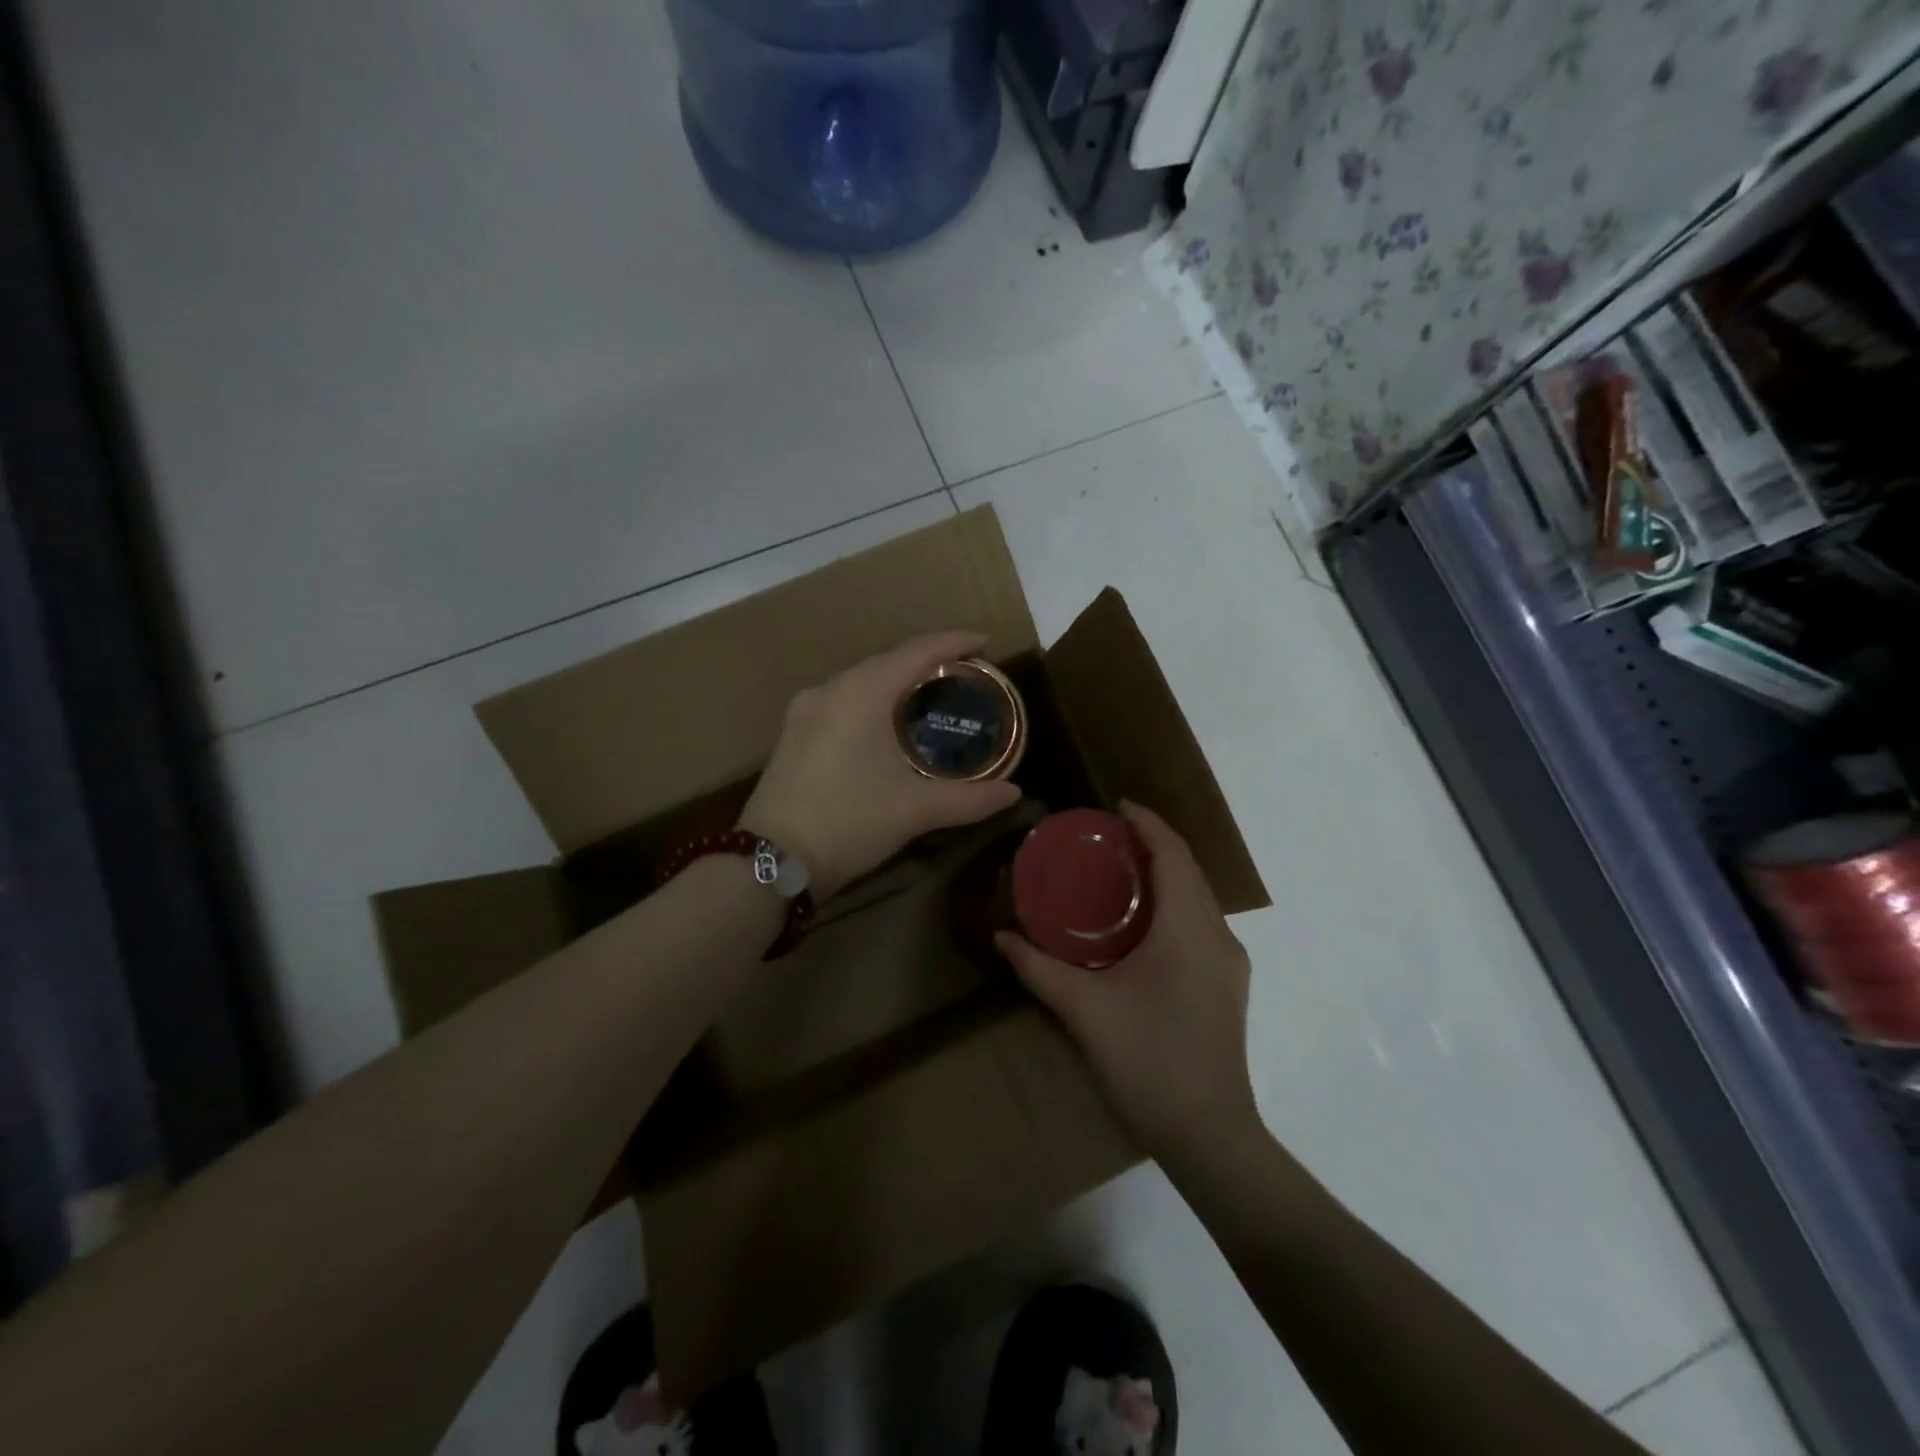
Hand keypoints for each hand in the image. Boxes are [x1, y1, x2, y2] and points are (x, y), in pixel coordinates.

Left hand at [739, 632, 1022, 900]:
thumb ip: (970, 799)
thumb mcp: (914, 811)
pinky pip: (844, 699)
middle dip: (927, 661)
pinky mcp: (794, 732)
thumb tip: (1014, 793)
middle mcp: (830, 689)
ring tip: (931, 694)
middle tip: (965, 673)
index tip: (985, 643)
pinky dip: (874, 700)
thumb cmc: (848, 823)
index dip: (954, 643)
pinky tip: (888, 721)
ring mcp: (806, 710)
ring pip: (862, 680)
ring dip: (898, 681)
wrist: (771, 861)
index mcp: (861, 693)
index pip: (916, 653)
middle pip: (888, 661)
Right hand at [996, 802, 1259, 1162]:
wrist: (1209, 1135)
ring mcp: (1229, 962)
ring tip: (1119, 870)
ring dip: (1165, 874)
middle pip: (1189, 869)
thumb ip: (1038, 967)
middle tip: (1106, 837)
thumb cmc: (1145, 1061)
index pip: (1173, 853)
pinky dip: (1173, 903)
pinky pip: (1200, 922)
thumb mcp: (1082, 1009)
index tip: (1114, 807)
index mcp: (1187, 928)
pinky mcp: (1228, 983)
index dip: (1147, 822)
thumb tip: (1001, 935)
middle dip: (1153, 843)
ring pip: (1198, 897)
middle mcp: (1217, 935)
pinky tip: (1141, 922)